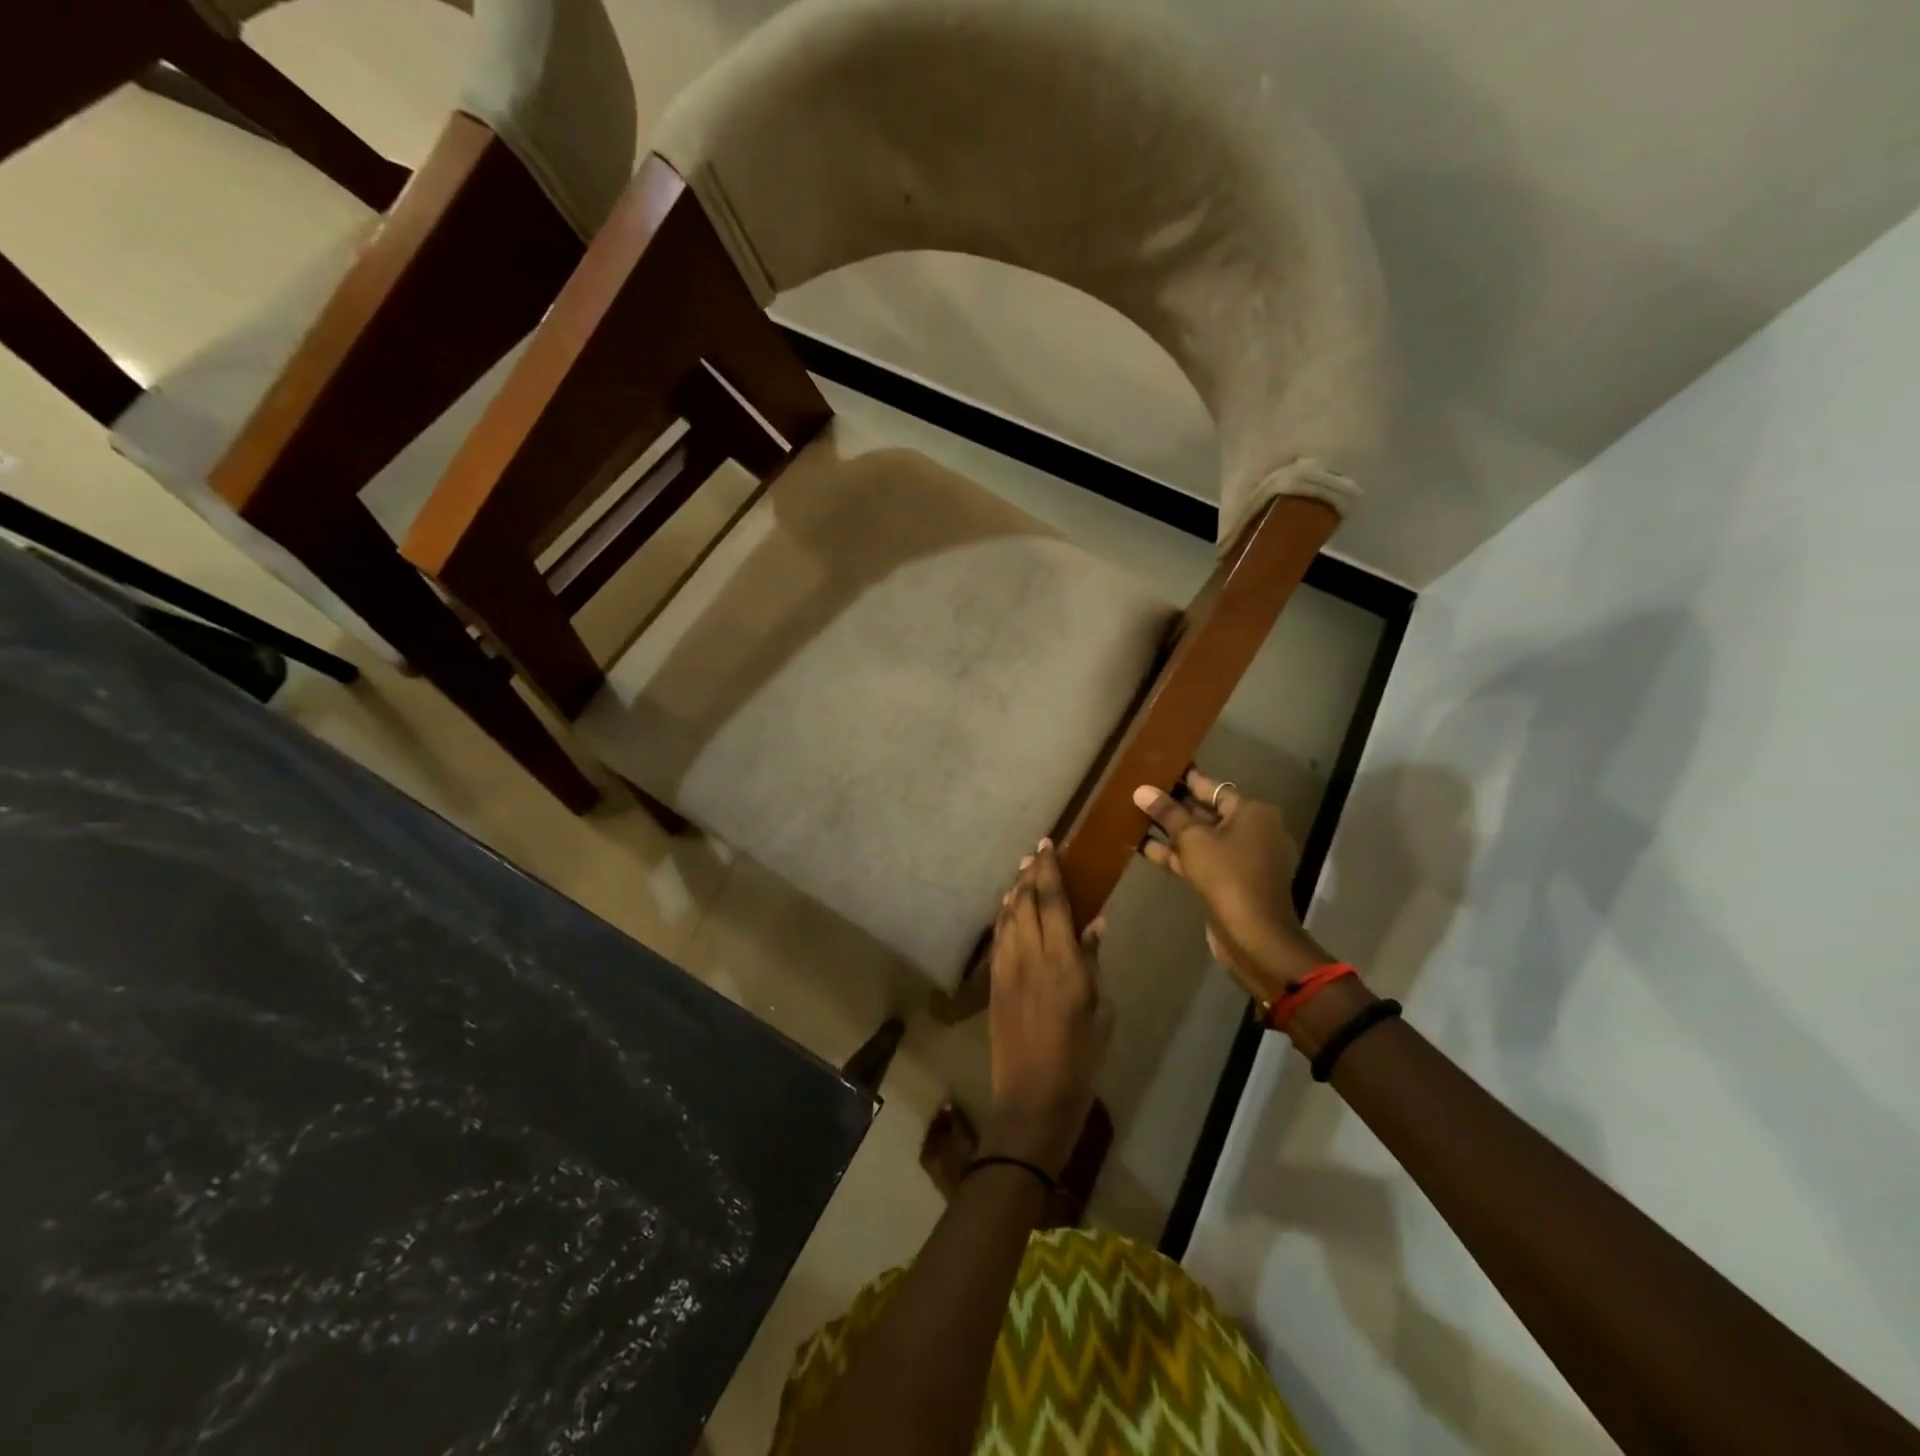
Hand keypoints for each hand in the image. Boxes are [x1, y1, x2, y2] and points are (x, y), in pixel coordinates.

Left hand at [982, 840, 1110, 1175]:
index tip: (1047, 845)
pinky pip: (999, 938)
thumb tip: (1093, 924)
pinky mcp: (994, 983)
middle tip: (1034, 853)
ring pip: (1008, 917)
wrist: (1033, 1097)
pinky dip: (1004, 917)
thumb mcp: (1100, 1010)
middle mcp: (1031, 956)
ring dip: (1015, 892)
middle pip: (1026, 902)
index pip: (1053, 902)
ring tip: (1022, 874)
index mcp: (1063, 963)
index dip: (1049, 870)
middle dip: (1029, 874)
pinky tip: (1009, 910)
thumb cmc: (1080, 1058)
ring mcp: (1007, 969)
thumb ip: (1092, 962)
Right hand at [1133, 770, 1325, 997]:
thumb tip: (1142, 790)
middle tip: (1144, 794)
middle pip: (1209, 812)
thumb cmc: (1227, 875)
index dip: (1185, 780)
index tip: (1160, 771)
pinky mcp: (1233, 882)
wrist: (1253, 934)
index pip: (1214, 788)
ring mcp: (1246, 859)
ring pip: (1204, 838)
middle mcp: (1255, 831)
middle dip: (1177, 807)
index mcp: (1254, 812)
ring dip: (1174, 833)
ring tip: (1138, 818)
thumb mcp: (1192, 839)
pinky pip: (1203, 860)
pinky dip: (1180, 855)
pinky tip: (1147, 848)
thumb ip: (1167, 813)